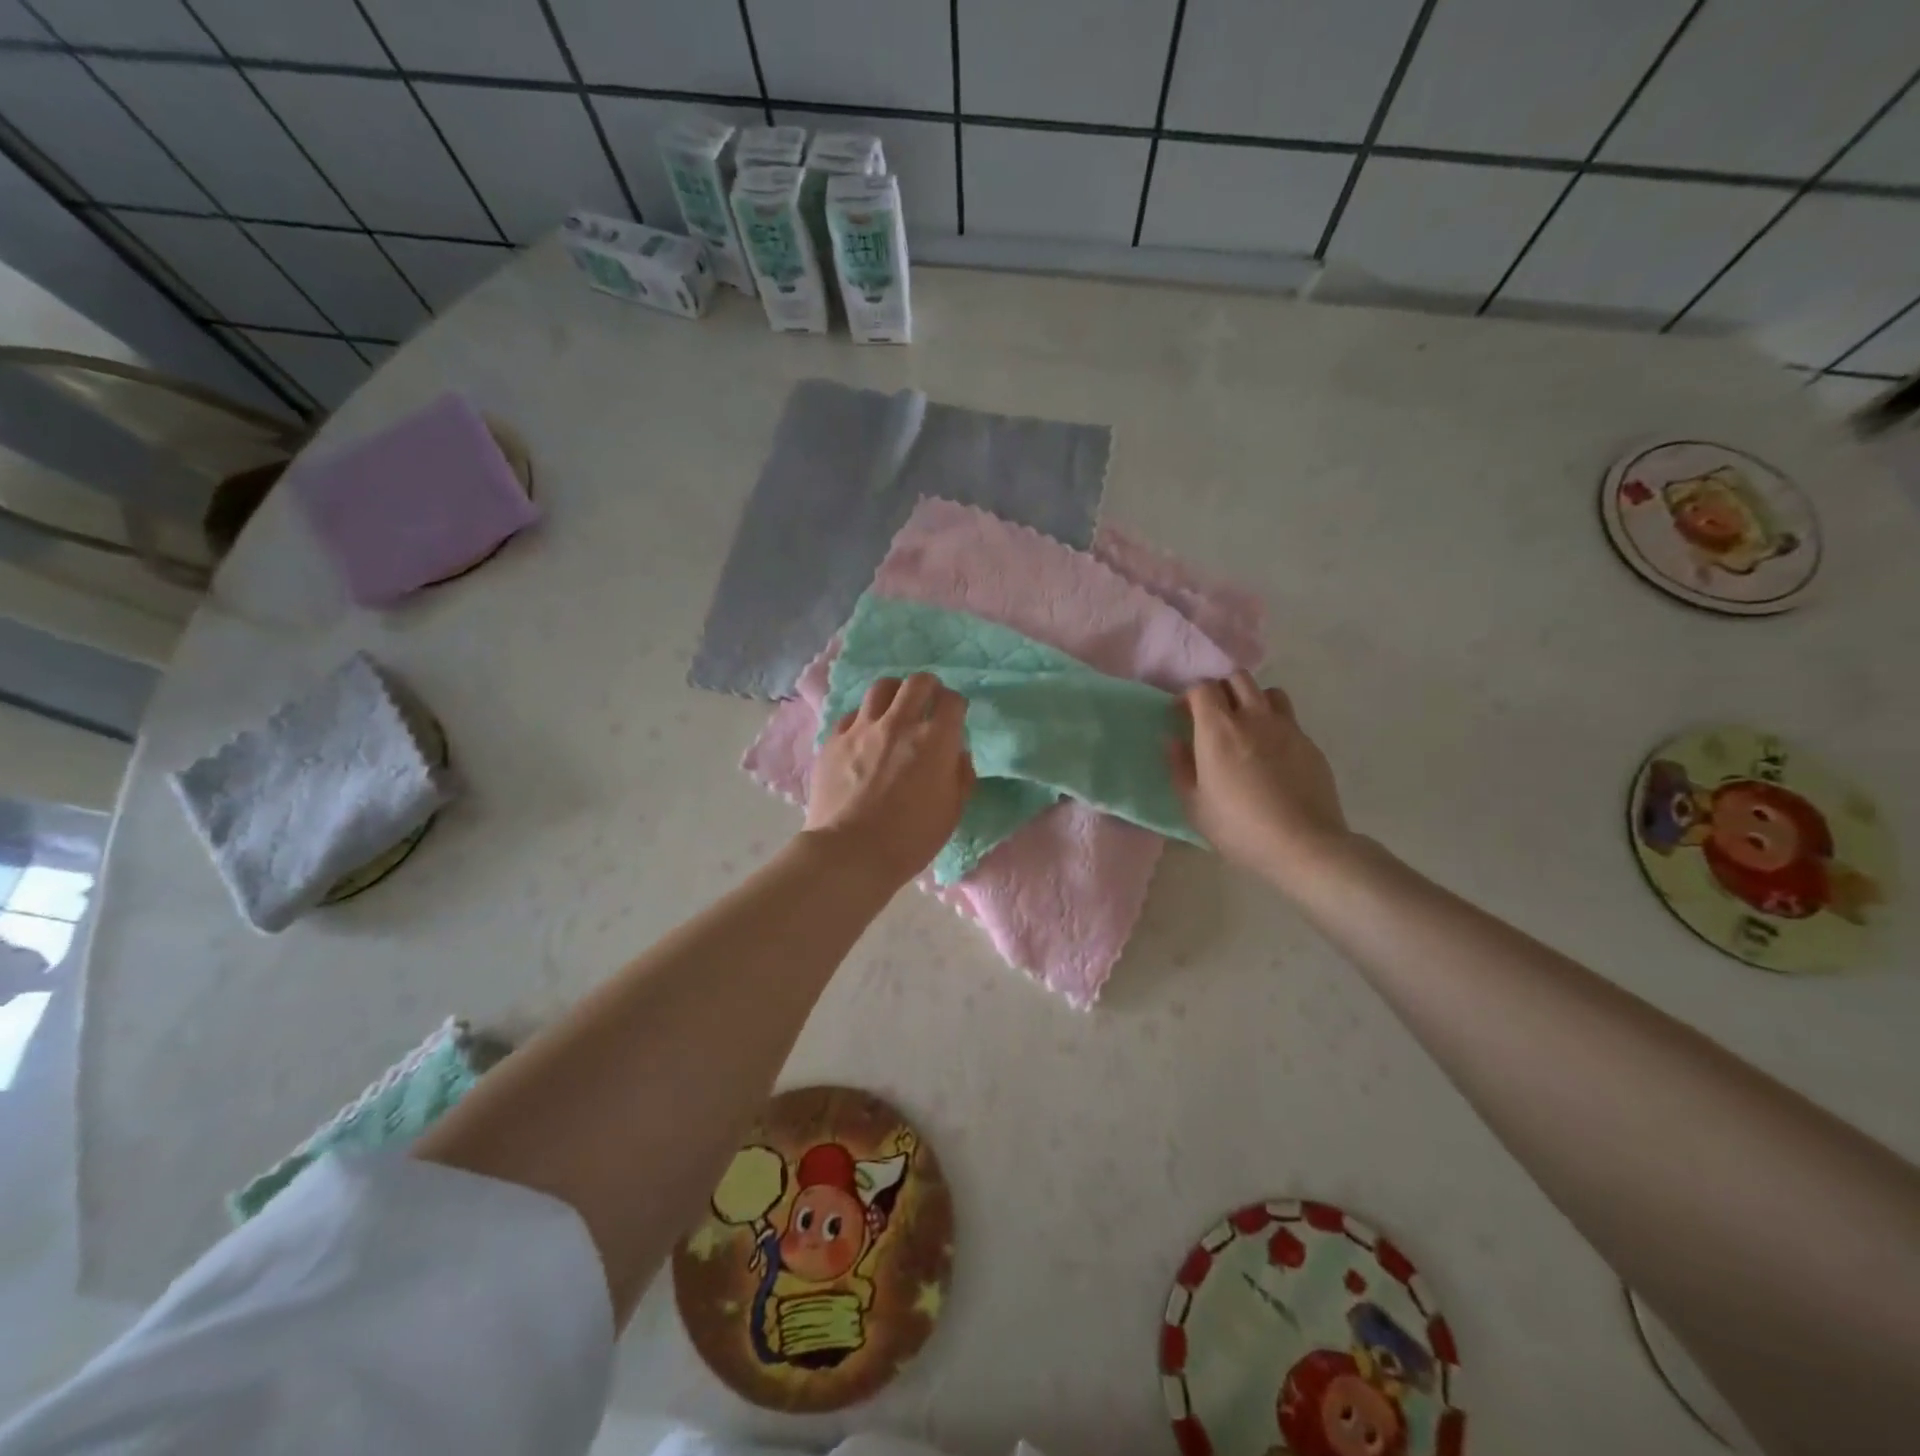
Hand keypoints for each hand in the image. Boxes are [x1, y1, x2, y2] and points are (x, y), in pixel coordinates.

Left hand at [805, 673, 974, 889]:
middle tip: (928, 703)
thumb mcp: (952, 812)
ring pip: (881, 688)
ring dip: (894, 694)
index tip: (954, 718)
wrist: (850, 853)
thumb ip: (960, 775)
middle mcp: (899, 724)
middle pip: (918, 682)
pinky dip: (862, 720)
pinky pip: (851, 715)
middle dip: (929, 688)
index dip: (956, 706)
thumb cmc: (910, 839)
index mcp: (935, 741)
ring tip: (894, 710)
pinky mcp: (833, 740)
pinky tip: (863, 736)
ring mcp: (862, 729)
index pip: (952, 701)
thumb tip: (956, 754)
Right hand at [1169, 670, 1350, 888]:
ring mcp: (1286, 728)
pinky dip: (1275, 725)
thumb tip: (1174, 741)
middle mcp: (1253, 718)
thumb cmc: (1238, 828)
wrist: (1303, 845)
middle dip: (1221, 689)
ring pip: (1268, 692)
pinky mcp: (1310, 744)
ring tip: (1246, 725)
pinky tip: (1272, 754)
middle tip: (1214, 715)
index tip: (1182, 715)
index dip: (1189, 697)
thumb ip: (1180, 767)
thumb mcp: (1194, 805)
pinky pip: (1289, 720)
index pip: (1202, 688)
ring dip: (1252, 700)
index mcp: (1218, 730)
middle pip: (1237, 678)